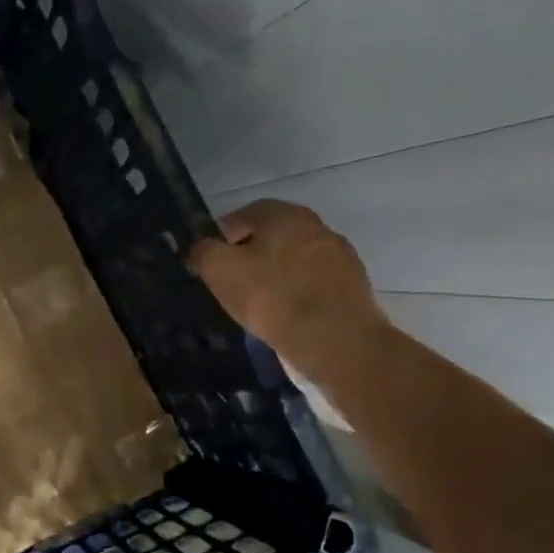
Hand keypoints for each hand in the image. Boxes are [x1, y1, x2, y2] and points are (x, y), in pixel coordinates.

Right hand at [187, 199, 387, 385]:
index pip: (247, 213)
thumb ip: (203, 251)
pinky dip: (297, 292)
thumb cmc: (271, 295)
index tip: (212, 257)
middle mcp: (317, 227)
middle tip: (232, 279)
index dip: (224, 233)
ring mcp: (341, 257)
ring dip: (276, 273)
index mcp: (286, 215)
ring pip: (296, 259)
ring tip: (258, 301)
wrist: (334, 339)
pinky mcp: (354, 287)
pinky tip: (285, 314)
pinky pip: (314, 283)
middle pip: (274, 236)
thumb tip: (199, 248)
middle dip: (251, 253)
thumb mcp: (219, 269)